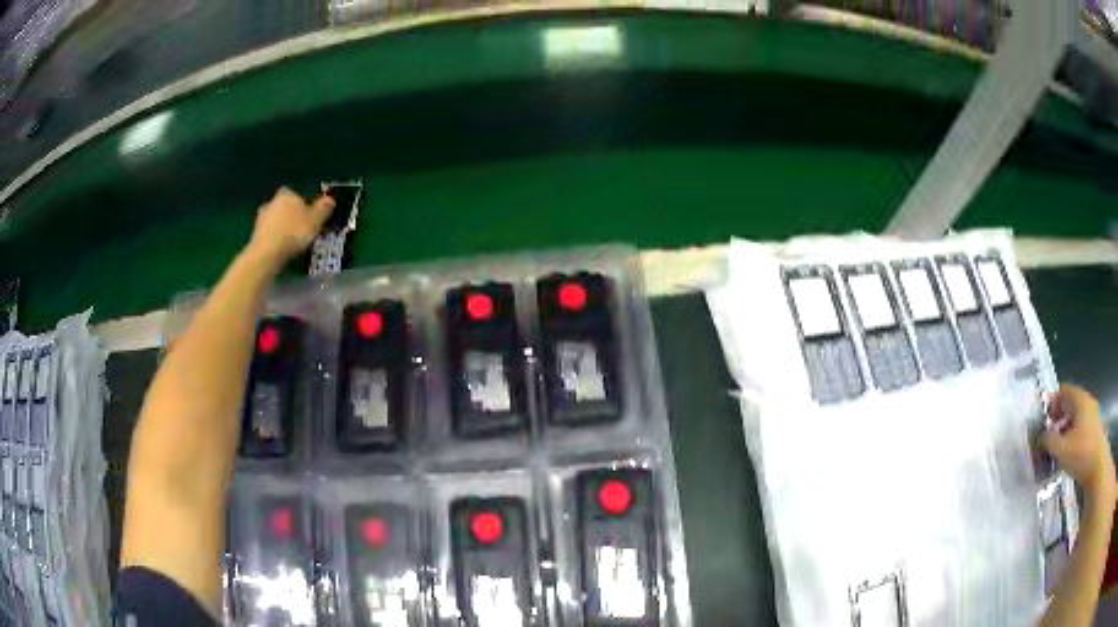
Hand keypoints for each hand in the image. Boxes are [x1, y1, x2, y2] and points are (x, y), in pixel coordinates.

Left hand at [248, 187, 333, 263]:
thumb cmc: (294, 233)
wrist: (267, 253)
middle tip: (299, 228)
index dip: (301, 203)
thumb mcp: (315, 221)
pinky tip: (280, 249)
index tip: (307, 215)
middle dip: (289, 215)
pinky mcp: (254, 234)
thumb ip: (323, 209)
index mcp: (287, 194)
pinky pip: (268, 233)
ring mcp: (261, 218)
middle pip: (283, 206)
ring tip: (290, 241)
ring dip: (280, 227)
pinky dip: (273, 239)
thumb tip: (330, 199)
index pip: (295, 194)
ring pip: (274, 220)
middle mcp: (272, 202)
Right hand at [1044, 384, 1116, 502]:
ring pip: (1076, 417)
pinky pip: (1080, 428)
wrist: (1098, 468)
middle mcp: (1087, 402)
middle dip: (1058, 417)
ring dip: (1065, 429)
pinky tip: (1068, 454)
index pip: (1063, 391)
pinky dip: (1072, 436)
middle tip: (1047, 435)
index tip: (1041, 420)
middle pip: (1070, 403)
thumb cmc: (1081, 454)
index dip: (1051, 402)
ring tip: (1056, 448)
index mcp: (1079, 399)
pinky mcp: (1094, 431)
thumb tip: (1041, 435)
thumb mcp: (1061, 450)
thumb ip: (1049, 440)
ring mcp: (1092, 416)